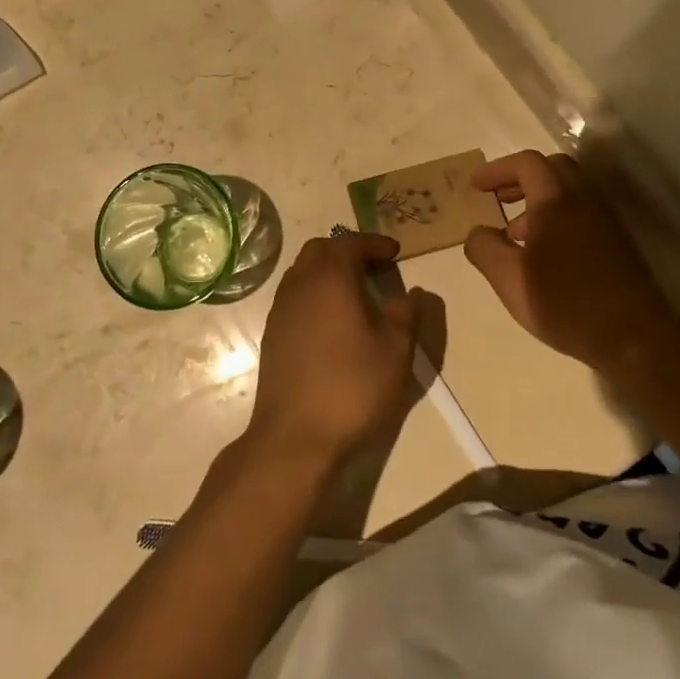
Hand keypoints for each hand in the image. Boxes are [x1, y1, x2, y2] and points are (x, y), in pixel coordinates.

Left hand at [246, 233, 438, 466]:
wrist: (295, 435)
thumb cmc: (352, 387)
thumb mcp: (395, 351)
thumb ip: (405, 314)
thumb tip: (408, 294)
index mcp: (330, 279)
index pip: (350, 243)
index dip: (373, 243)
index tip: (394, 252)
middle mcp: (299, 284)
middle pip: (320, 250)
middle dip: (347, 250)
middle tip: (374, 266)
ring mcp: (280, 309)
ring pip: (302, 271)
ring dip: (327, 270)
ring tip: (355, 291)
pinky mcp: (272, 333)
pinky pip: (294, 295)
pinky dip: (314, 292)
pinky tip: (331, 319)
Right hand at [464, 150, 679, 368]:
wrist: (635, 338)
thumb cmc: (566, 303)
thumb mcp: (509, 280)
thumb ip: (484, 249)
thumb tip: (477, 232)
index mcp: (556, 201)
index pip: (526, 163)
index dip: (496, 169)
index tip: (475, 187)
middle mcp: (583, 199)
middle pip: (551, 168)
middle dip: (519, 177)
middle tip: (497, 198)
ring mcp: (604, 219)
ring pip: (568, 190)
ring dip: (537, 199)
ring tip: (514, 233)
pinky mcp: (615, 240)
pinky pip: (580, 210)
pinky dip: (556, 215)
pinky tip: (542, 253)